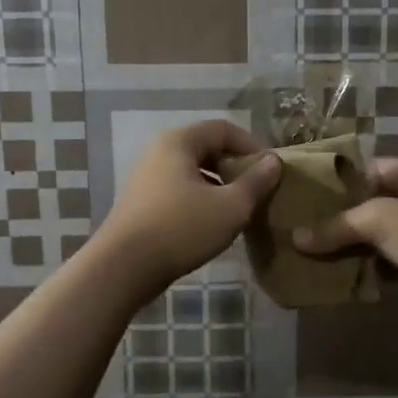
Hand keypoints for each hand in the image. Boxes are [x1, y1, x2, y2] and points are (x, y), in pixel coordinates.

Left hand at [98, 121, 281, 299]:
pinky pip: (180, 189)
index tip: (272, 171)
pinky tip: (214, 222)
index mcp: (179, 141)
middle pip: (207, 148)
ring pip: (194, 171)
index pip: (224, 129)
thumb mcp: (231, 206)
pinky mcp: (142, 202)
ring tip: (241, 208)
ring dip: (220, 185)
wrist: (123, 268)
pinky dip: (202, 198)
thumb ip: (256, 182)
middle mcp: (159, 151)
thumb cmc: (181, 229)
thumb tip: (274, 161)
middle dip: (236, 166)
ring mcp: (147, 177)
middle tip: (259, 189)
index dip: (252, 146)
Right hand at [293, 158, 397, 321]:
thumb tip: (296, 237)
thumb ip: (338, 225)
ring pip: (381, 235)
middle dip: (345, 216)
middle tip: (308, 225)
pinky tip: (343, 274)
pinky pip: (389, 260)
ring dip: (355, 244)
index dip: (348, 177)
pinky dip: (369, 267)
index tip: (315, 192)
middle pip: (376, 202)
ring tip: (317, 250)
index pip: (377, 167)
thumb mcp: (380, 220)